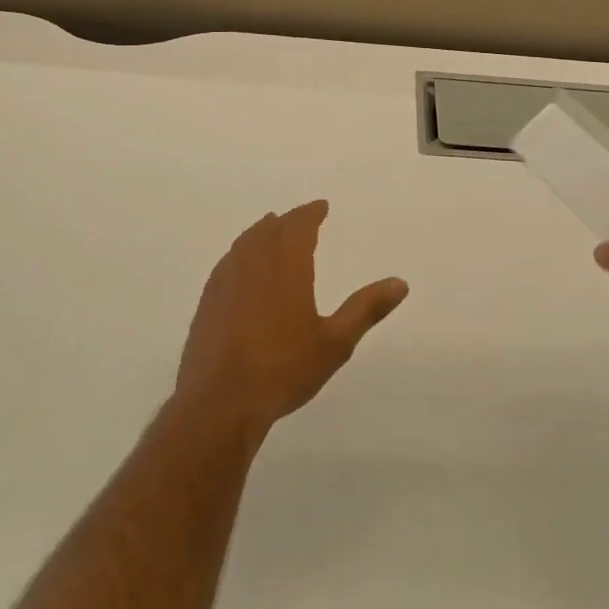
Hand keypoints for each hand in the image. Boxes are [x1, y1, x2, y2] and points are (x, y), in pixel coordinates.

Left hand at [175, 201, 407, 438]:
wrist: (219, 402)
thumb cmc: (282, 369)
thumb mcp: (335, 342)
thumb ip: (366, 309)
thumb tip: (400, 283)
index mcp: (286, 265)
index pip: (299, 225)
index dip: (311, 213)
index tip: (320, 206)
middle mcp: (253, 262)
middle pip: (270, 229)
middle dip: (288, 220)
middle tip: (301, 218)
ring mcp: (226, 280)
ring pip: (245, 242)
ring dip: (262, 232)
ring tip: (271, 230)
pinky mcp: (208, 301)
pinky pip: (227, 262)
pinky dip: (240, 253)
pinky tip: (241, 267)